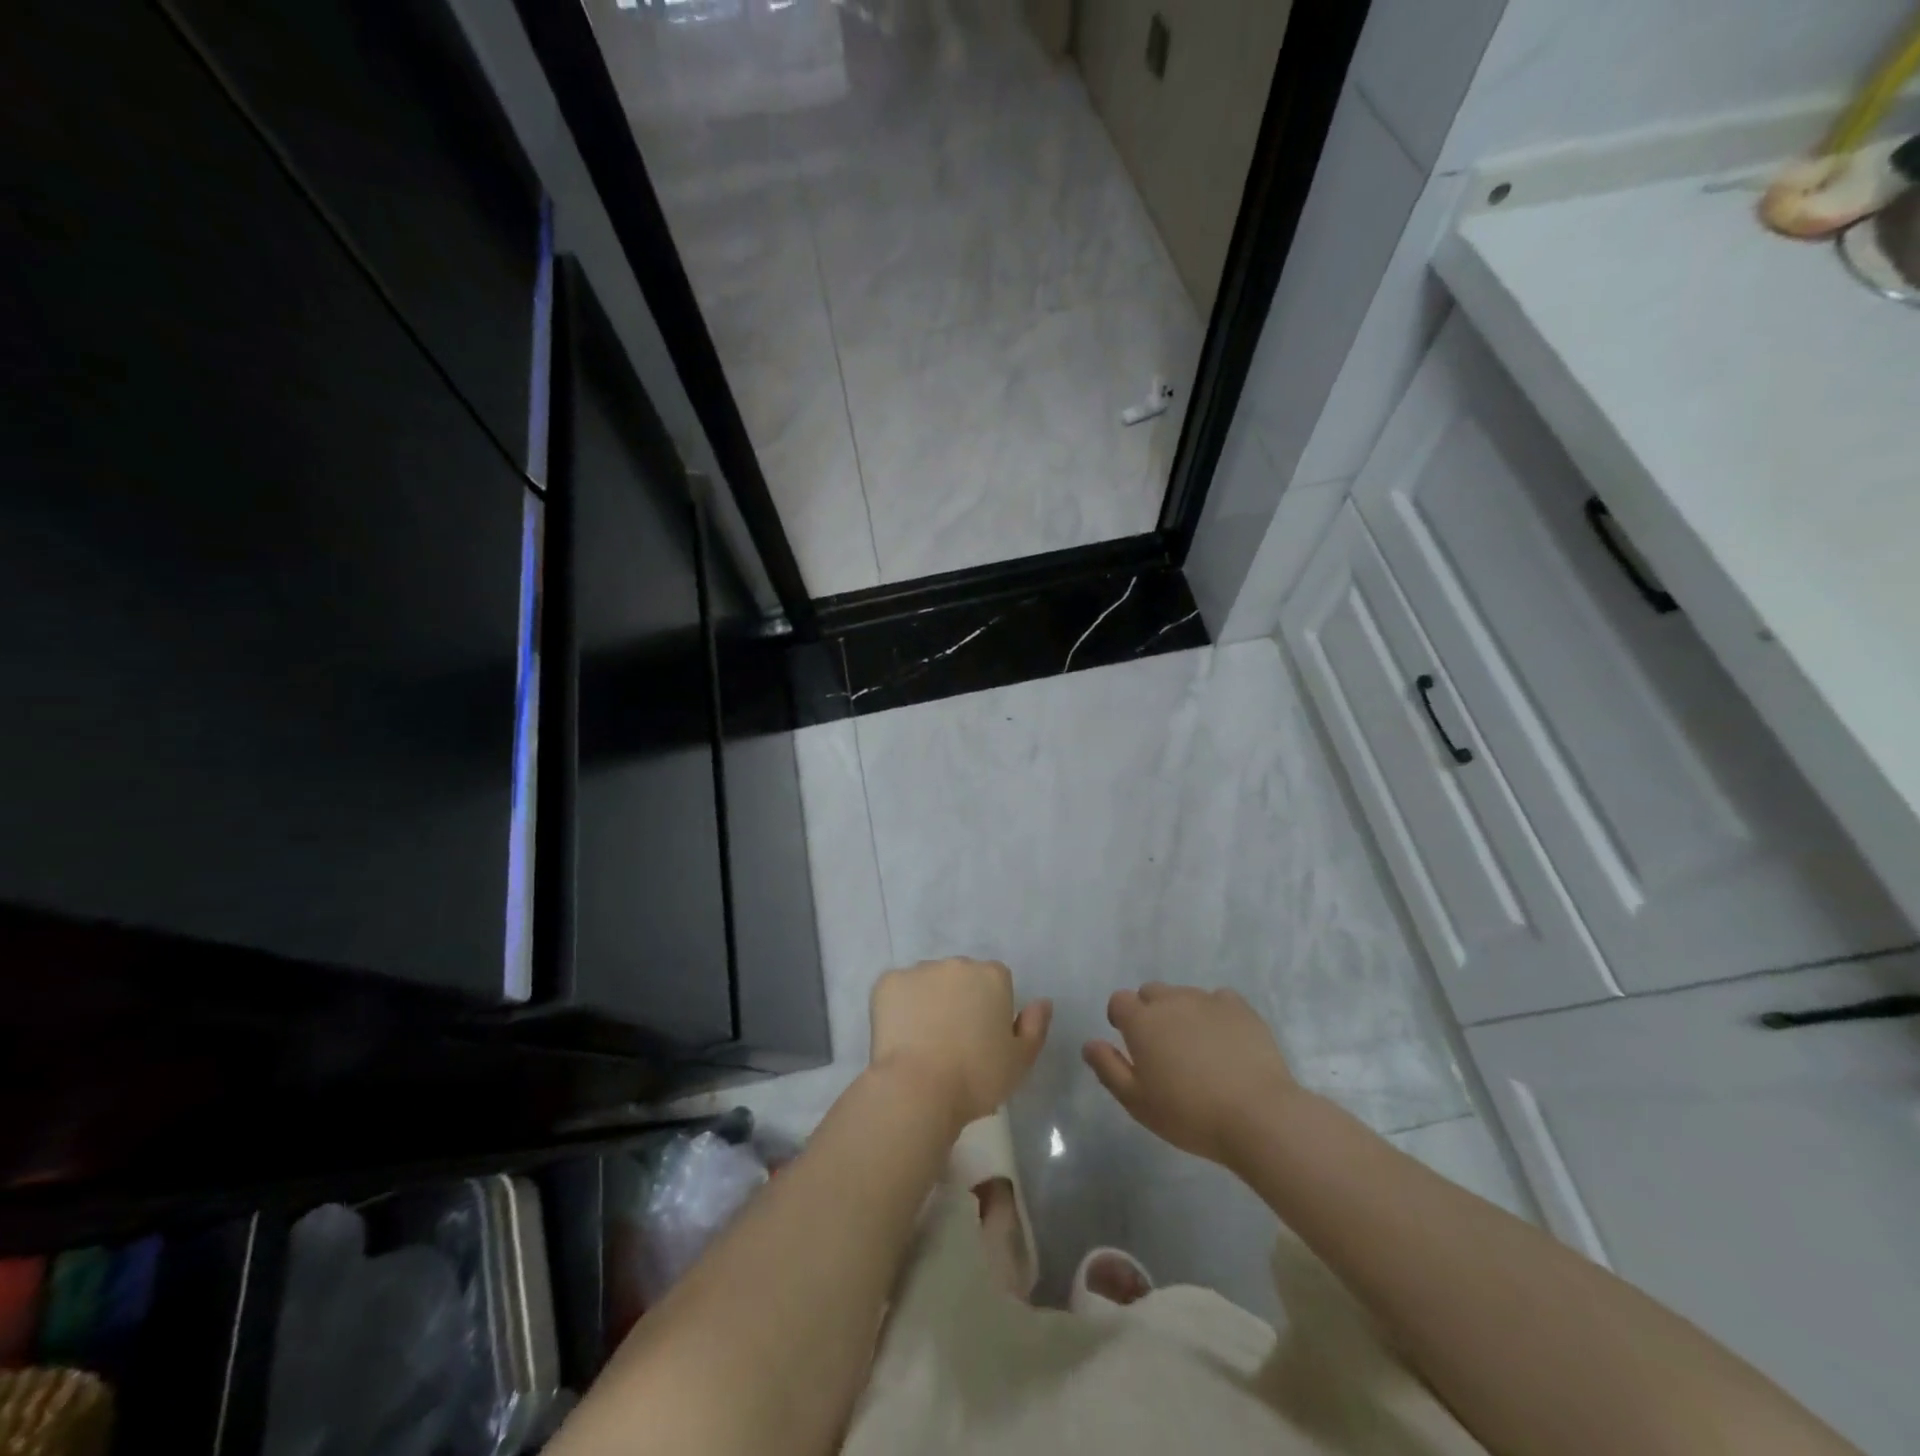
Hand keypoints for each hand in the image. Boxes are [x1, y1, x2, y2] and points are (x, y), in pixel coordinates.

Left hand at [869, 958, 1051, 1133]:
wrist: (918, 1089)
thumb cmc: (976, 1079)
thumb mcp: (1020, 1061)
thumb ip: (1035, 1027)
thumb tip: (1041, 1002)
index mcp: (992, 976)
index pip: (995, 982)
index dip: (989, 1009)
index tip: (982, 1038)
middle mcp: (957, 964)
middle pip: (961, 977)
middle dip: (958, 999)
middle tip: (952, 1040)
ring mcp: (919, 970)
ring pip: (927, 982)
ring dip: (928, 1000)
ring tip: (922, 1041)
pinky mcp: (887, 982)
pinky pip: (896, 990)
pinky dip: (898, 1007)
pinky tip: (899, 1036)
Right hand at [1084, 984, 1300, 1165]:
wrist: (1257, 1116)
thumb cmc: (1189, 1113)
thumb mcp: (1137, 1102)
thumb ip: (1108, 1068)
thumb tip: (1090, 1044)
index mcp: (1142, 1021)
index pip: (1119, 1000)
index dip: (1120, 1017)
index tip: (1130, 1041)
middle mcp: (1171, 1001)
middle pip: (1151, 992)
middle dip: (1150, 1012)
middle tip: (1163, 1047)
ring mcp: (1207, 1000)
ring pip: (1184, 995)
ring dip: (1182, 1013)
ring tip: (1197, 1048)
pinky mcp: (1240, 1008)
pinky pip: (1219, 1000)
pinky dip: (1216, 1013)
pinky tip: (1225, 1040)